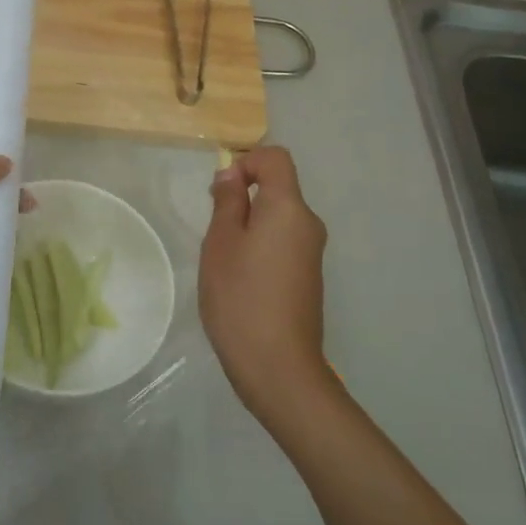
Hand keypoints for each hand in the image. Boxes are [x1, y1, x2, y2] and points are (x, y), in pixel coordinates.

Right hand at [200, 146, 330, 421]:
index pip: (276, 158)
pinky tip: (240, 278)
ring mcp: (312, 252)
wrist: (277, 365)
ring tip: (223, 258)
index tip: (221, 191)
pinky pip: (283, 241)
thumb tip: (232, 174)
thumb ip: (227, 202)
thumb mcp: (221, 242)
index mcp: (289, 208)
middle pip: (278, 187)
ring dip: (249, 223)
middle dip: (243, 196)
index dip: (246, 162)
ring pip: (278, 217)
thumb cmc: (241, 296)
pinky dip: (260, 245)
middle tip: (213, 229)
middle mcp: (308, 223)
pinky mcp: (308, 276)